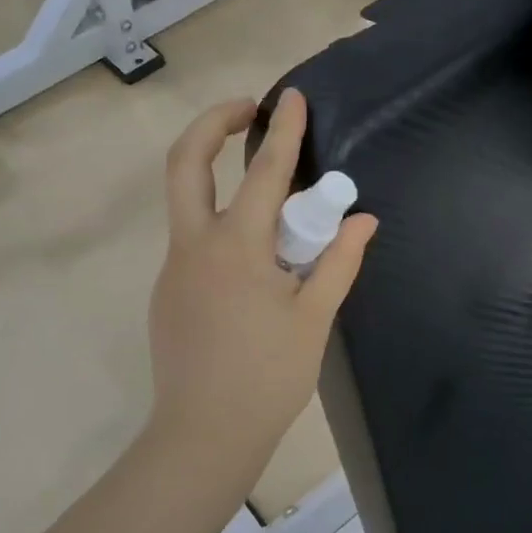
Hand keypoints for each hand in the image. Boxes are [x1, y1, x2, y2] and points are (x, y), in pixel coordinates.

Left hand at [146, 91, 378, 479]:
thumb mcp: (314, 319)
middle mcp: (194, 247)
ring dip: (219, 177)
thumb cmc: (268, 378)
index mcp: (236, 249)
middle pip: (185, 163)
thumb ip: (339, 262)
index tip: (292, 97)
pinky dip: (222, 226)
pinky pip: (194, 241)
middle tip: (246, 112)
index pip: (263, 173)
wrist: (203, 436)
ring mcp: (174, 268)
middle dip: (211, 124)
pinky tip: (255, 262)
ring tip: (270, 198)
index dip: (283, 132)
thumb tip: (363, 220)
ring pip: (188, 202)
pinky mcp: (168, 291)